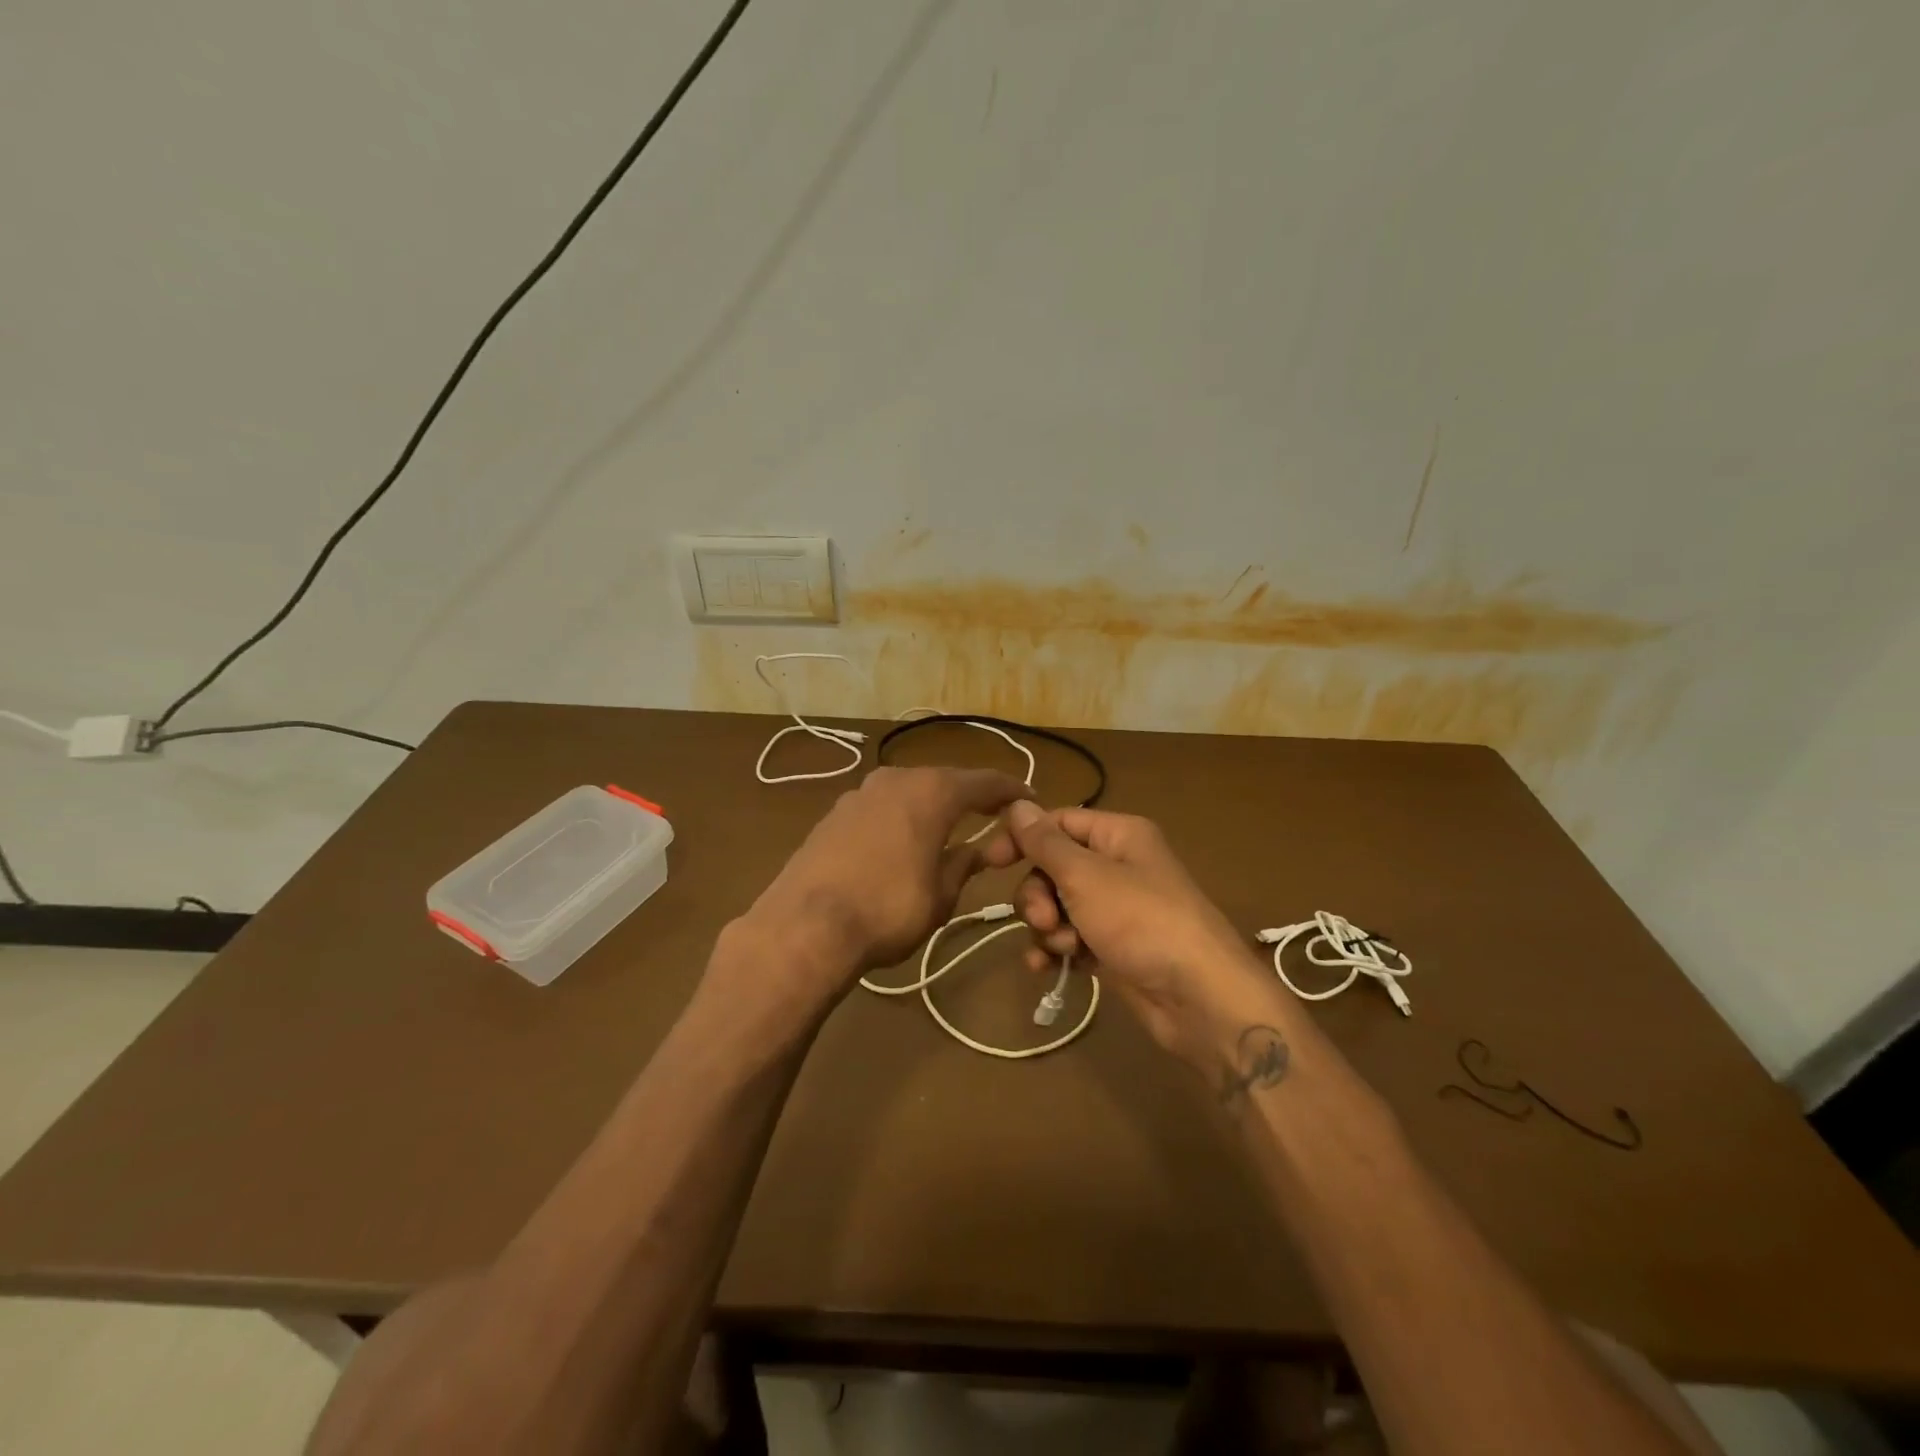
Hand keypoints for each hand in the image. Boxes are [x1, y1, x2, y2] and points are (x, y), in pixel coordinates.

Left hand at [741, 767, 1031, 1000]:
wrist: (805, 924)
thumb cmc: (888, 909)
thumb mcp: (941, 894)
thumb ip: (966, 862)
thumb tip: (986, 849)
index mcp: (932, 791)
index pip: (984, 782)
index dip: (1011, 791)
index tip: (1030, 800)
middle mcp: (897, 779)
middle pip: (945, 782)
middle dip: (971, 798)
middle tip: (993, 817)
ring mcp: (861, 793)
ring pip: (910, 792)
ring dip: (933, 807)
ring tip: (950, 829)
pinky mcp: (835, 813)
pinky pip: (883, 807)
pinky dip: (903, 817)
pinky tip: (905, 840)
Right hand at [984, 801, 1287, 1070]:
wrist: (1198, 997)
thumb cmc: (1141, 921)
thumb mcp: (1086, 876)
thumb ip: (1046, 843)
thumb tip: (1017, 804)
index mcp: (1119, 835)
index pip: (1058, 822)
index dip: (1023, 838)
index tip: (991, 862)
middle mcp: (1118, 865)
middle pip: (1054, 867)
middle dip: (1038, 895)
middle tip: (1045, 920)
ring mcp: (1117, 909)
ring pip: (1059, 906)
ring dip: (1048, 927)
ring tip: (1062, 948)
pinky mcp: (1114, 947)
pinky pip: (1072, 938)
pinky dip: (1057, 950)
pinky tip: (1048, 968)